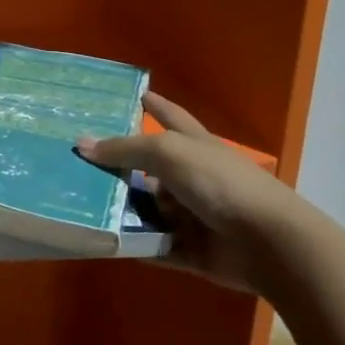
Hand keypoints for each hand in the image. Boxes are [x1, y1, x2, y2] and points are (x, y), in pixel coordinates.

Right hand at [78, 93, 302, 293]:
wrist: (267, 243)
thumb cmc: (219, 183)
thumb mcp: (168, 153)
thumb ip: (125, 149)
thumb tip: (81, 144)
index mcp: (194, 146)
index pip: (171, 117)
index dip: (156, 106)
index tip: (137, 95)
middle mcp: (192, 177)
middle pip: (149, 168)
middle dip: (119, 167)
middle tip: (77, 163)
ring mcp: (191, 215)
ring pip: (147, 209)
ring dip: (120, 210)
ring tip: (78, 205)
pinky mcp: (189, 249)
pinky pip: (152, 246)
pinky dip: (132, 245)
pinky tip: (101, 241)